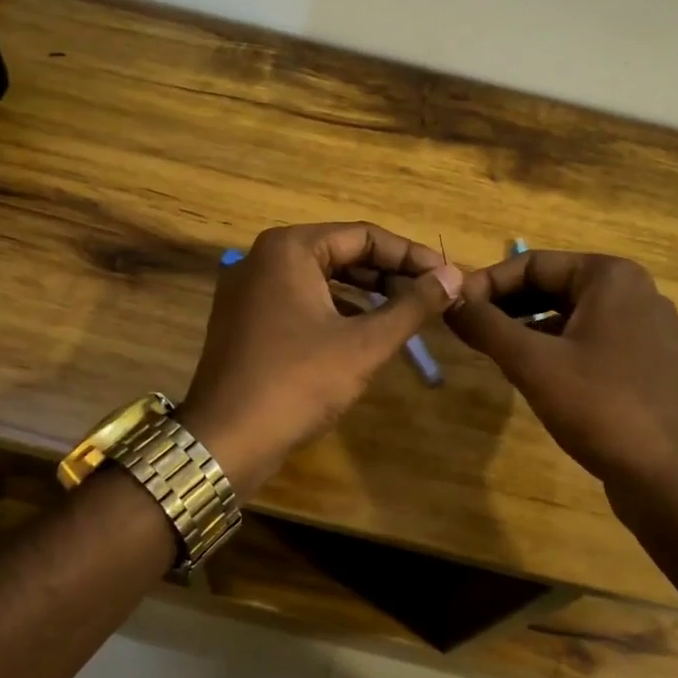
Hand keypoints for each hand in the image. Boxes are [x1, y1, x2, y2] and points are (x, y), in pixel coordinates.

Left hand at [181, 223, 463, 492]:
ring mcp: (249, 290)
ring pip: (322, 279)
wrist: (226, 442)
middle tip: (433, 295)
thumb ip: (412, 305)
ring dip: (366, 293)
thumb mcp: (364, 344)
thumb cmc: (298, 383)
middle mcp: (264, 258)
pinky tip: (366, 332)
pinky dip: (337, 311)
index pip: (364, 236)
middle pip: (341, 253)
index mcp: (289, 248)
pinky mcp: (246, 320)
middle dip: (389, 274)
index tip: (448, 276)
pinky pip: (302, 301)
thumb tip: (452, 277)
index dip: (411, 255)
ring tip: (408, 312)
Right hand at [446, 251, 677, 495]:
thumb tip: (449, 301)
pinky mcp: (647, 363)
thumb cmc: (600, 406)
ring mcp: (645, 329)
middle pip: (553, 285)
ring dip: (528, 327)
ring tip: (492, 351)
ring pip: (570, 315)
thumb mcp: (532, 363)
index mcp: (610, 277)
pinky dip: (556, 348)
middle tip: (468, 330)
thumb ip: (486, 326)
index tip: (454, 308)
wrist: (671, 477)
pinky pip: (590, 340)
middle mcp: (633, 292)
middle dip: (507, 306)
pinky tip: (532, 374)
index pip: (533, 263)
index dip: (487, 283)